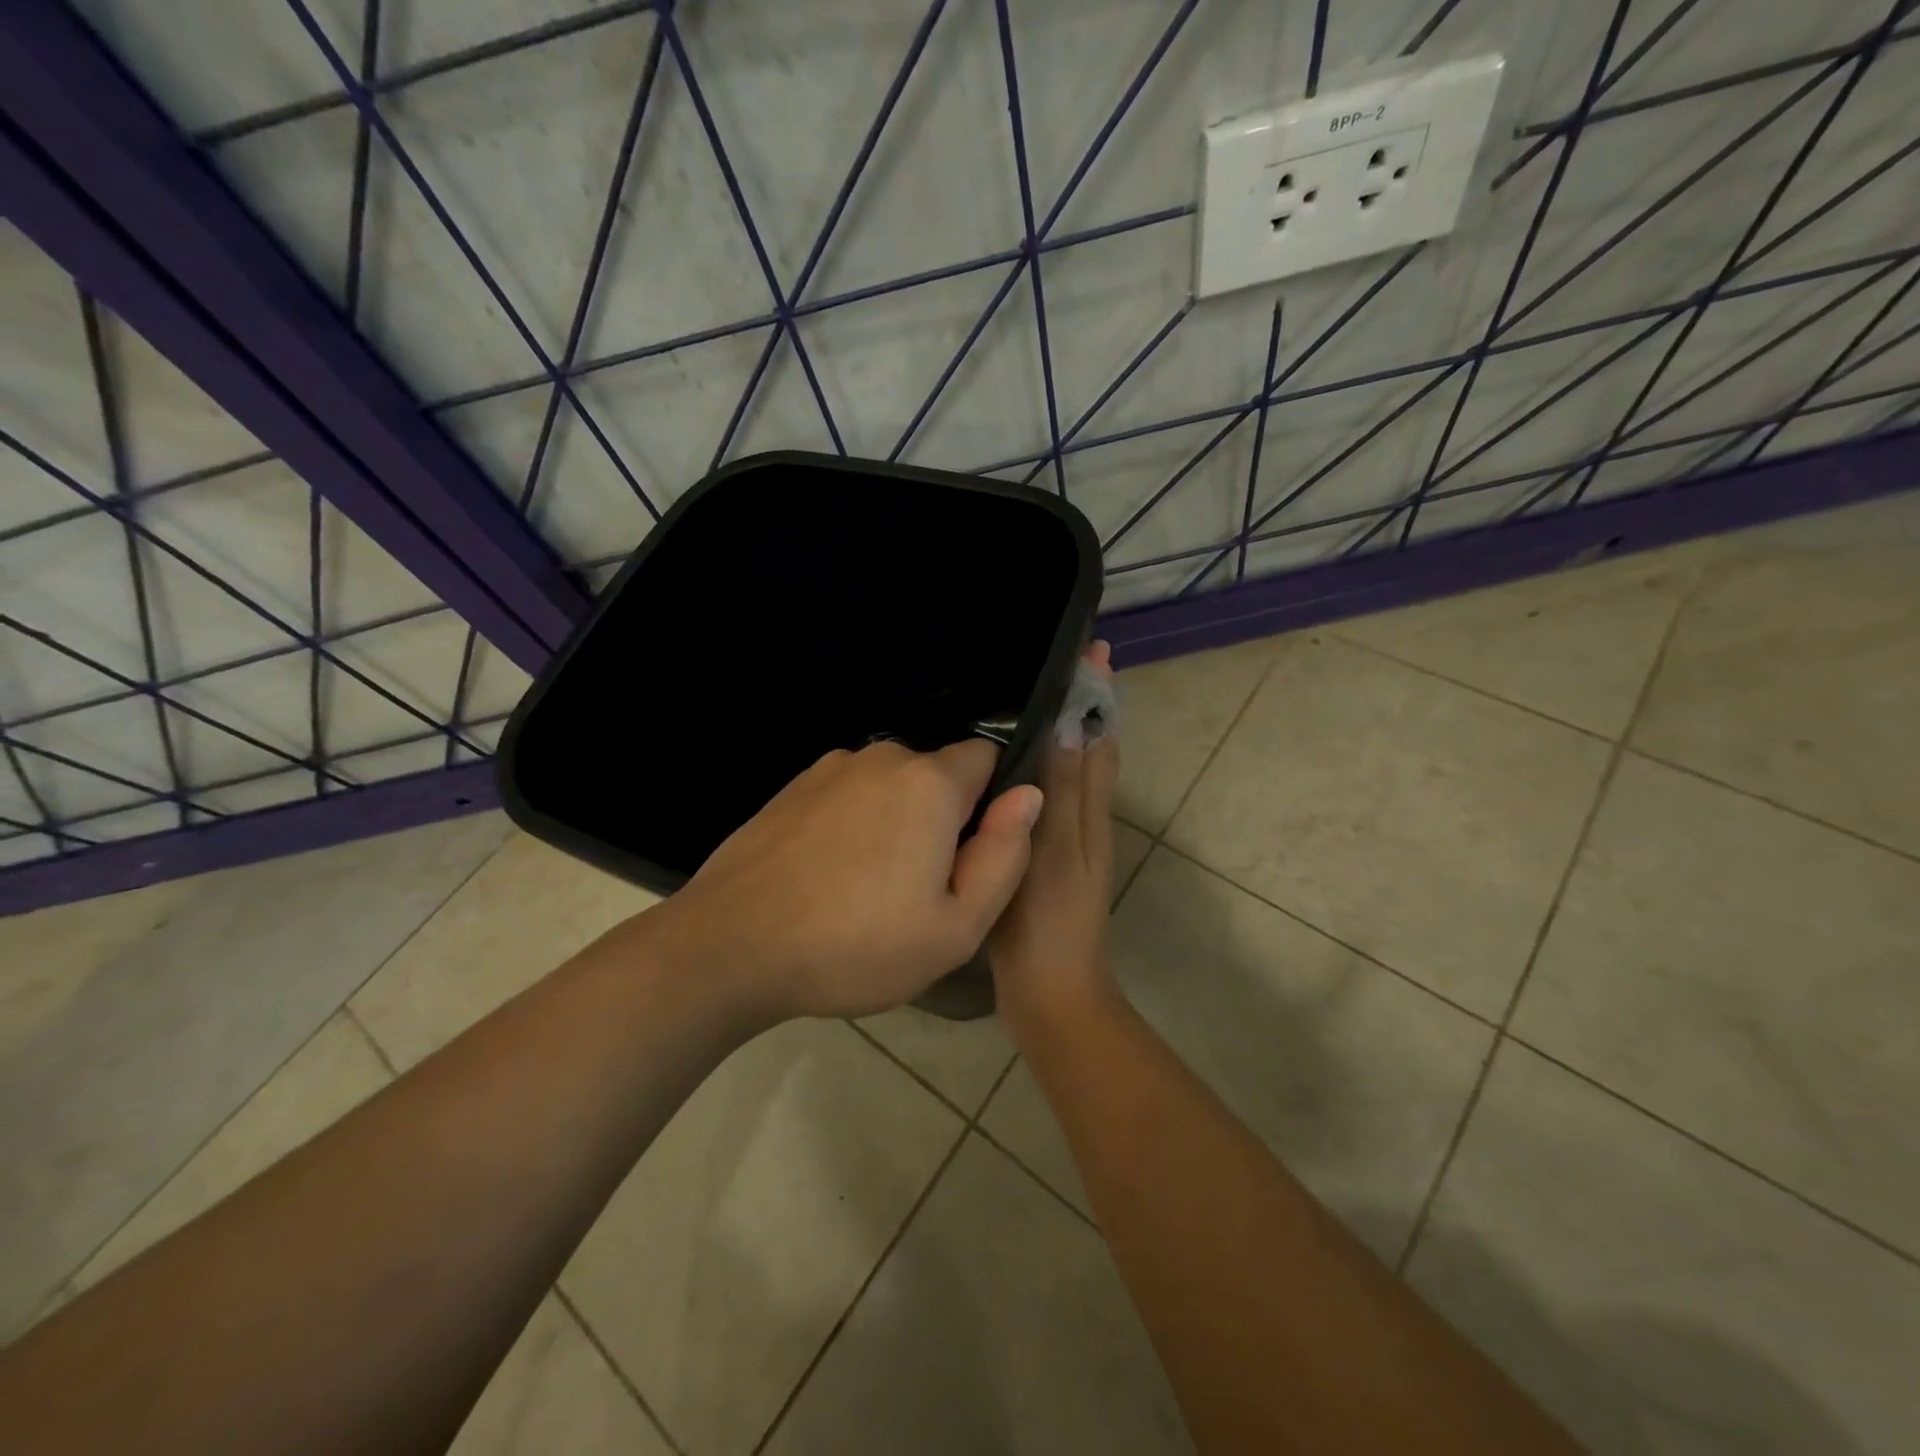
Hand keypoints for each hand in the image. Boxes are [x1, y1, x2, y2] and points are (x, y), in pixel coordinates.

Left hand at [656, 738, 1042, 1019]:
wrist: (729, 947)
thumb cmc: (855, 946)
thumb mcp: (955, 927)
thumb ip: (1005, 855)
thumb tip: (1029, 795)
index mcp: (929, 783)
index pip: (988, 757)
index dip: (992, 803)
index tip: (973, 855)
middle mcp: (881, 757)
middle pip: (937, 775)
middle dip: (943, 818)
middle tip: (921, 888)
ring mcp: (829, 769)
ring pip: (890, 786)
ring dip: (896, 822)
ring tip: (870, 889)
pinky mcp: (792, 788)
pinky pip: (848, 796)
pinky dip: (854, 824)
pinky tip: (829, 877)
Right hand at [989, 643, 1121, 1036]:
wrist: (1049, 994)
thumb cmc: (1048, 922)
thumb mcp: (1053, 852)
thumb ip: (1062, 791)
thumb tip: (1072, 722)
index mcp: (1089, 811)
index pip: (1100, 736)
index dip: (1098, 693)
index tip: (1093, 646)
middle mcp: (1083, 818)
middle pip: (1088, 749)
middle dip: (1080, 704)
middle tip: (1052, 662)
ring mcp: (1063, 840)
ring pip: (1066, 772)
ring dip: (1057, 733)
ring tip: (1022, 701)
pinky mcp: (1040, 857)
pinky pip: (1042, 799)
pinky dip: (1034, 771)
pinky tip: (1002, 771)